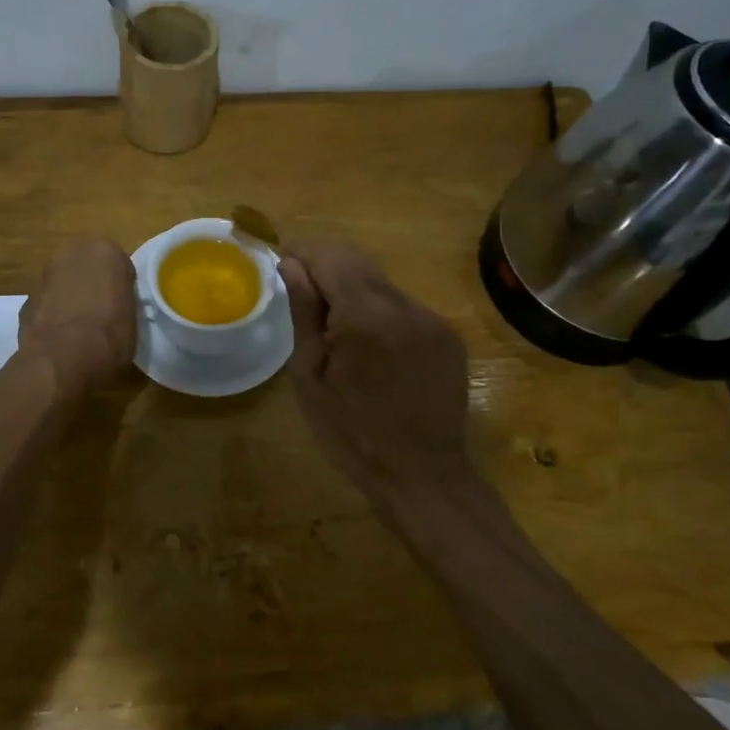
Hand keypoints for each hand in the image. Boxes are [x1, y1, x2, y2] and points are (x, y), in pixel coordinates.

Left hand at [18, 237, 137, 401]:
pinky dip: (52, 314)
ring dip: (70, 297)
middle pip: (86, 267)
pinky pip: (47, 303)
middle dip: (91, 284)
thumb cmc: (109, 335)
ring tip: (80, 328)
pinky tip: (60, 337)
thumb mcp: (132, 317)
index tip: (123, 304)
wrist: (63, 359)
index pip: (118, 264)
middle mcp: (71, 254)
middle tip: (102, 310)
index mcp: (104, 251)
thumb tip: (115, 306)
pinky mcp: (26, 300)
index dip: (121, 286)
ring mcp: (44, 275)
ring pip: (63, 283)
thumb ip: (122, 300)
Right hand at [280, 241, 473, 504]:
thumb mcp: (310, 377)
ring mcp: (432, 319)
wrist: (423, 477)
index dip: (302, 252)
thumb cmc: (352, 435)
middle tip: (301, 292)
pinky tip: (371, 348)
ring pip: (381, 284)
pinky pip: (404, 307)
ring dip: (353, 290)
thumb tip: (291, 264)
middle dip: (325, 266)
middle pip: (358, 262)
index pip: (330, 257)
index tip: (282, 262)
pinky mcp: (448, 335)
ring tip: (335, 329)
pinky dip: (379, 312)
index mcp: (366, 316)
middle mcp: (405, 306)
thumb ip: (304, 313)